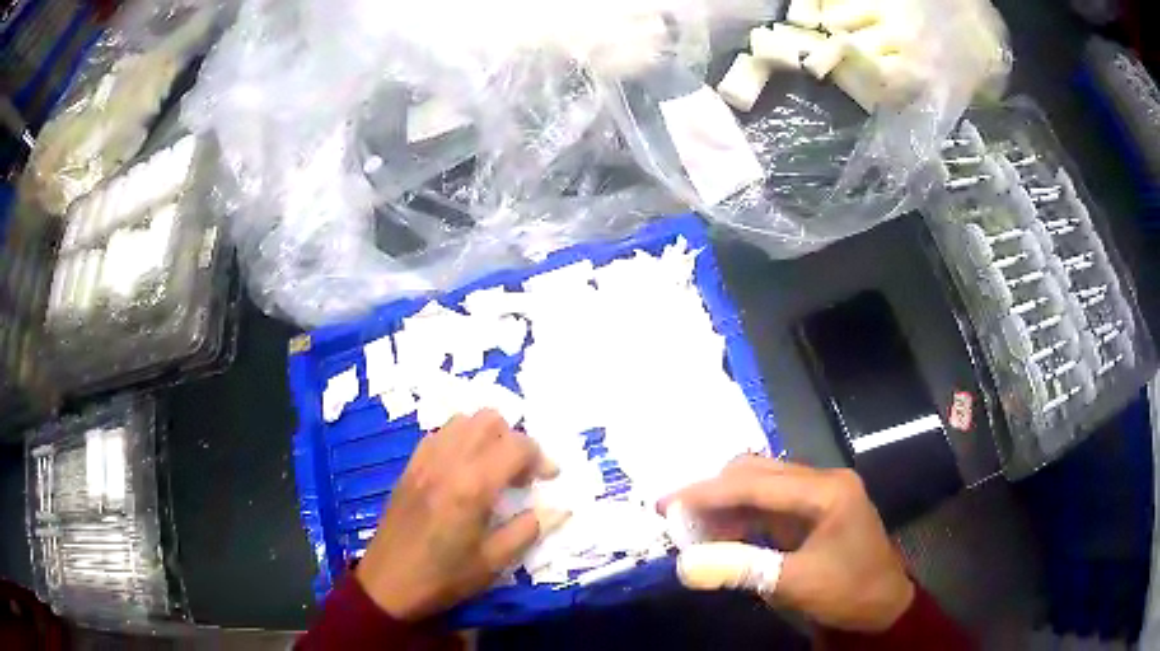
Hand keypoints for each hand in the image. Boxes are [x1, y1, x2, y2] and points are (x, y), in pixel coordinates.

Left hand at [355, 410, 567, 620]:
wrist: (388, 584)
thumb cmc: (444, 578)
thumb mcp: (494, 562)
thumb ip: (528, 530)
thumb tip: (560, 510)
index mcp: (472, 486)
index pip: (516, 445)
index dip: (540, 457)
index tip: (549, 479)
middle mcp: (447, 462)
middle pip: (489, 419)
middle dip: (514, 439)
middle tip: (520, 474)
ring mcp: (424, 461)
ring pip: (462, 420)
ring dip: (486, 436)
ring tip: (493, 468)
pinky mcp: (409, 467)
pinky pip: (439, 435)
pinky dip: (459, 440)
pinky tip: (462, 471)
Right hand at [664, 457, 914, 632]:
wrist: (883, 606)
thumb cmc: (849, 591)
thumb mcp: (795, 583)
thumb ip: (741, 568)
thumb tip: (684, 565)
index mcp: (826, 490)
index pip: (757, 482)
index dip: (708, 492)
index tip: (667, 503)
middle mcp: (822, 481)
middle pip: (758, 472)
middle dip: (714, 492)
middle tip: (675, 515)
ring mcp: (819, 494)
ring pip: (761, 485)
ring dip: (725, 504)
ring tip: (692, 528)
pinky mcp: (813, 511)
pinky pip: (769, 504)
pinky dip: (741, 517)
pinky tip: (722, 534)